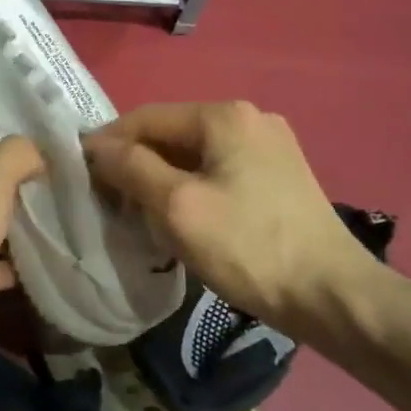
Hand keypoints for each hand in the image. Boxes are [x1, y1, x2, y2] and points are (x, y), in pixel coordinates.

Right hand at [84, 102, 377, 337]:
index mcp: (225, 116)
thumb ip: (131, 168)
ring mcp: (270, 146)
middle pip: (172, 134)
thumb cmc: (248, 246)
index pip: (147, 117)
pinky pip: (219, 171)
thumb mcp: (177, 206)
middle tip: (108, 198)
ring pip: (194, 155)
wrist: (332, 295)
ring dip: (161, 177)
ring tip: (139, 211)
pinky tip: (181, 216)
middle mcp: (250, 119)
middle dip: (136, 162)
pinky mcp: (280, 175)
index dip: (108, 142)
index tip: (79, 171)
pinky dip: (191, 187)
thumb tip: (97, 146)